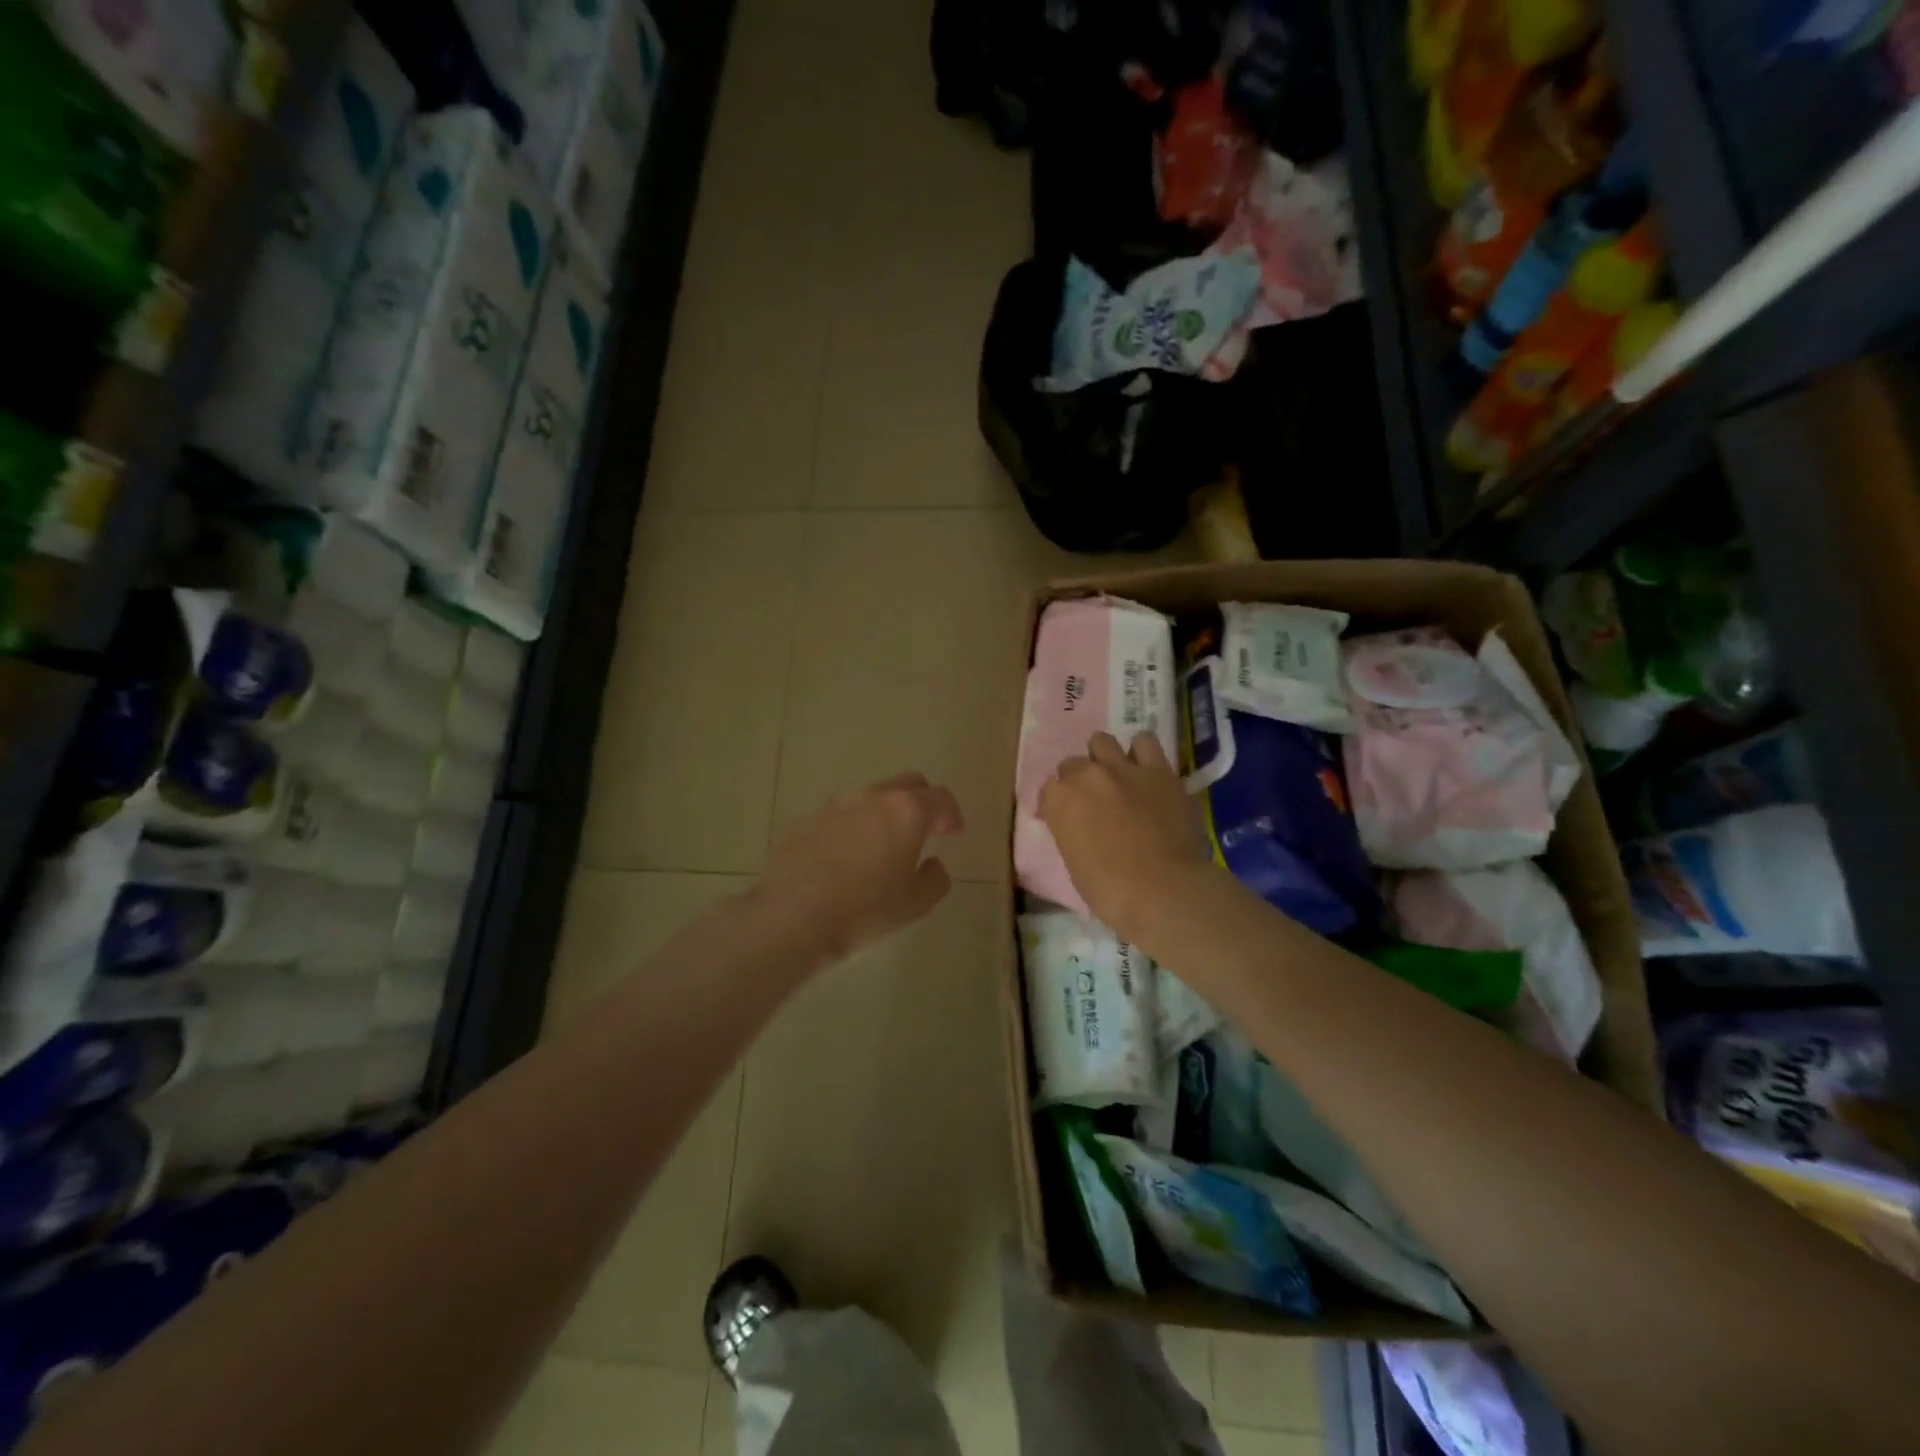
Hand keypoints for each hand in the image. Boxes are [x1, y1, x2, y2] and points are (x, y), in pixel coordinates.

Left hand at [755, 772, 964, 965]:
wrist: (791, 916)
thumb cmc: (863, 910)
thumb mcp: (914, 904)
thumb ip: (934, 879)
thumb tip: (933, 864)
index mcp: (906, 811)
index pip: (940, 798)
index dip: (951, 814)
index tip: (952, 833)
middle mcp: (872, 798)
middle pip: (907, 784)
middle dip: (921, 802)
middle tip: (923, 831)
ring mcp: (835, 806)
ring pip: (871, 797)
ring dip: (884, 814)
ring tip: (882, 846)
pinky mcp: (807, 821)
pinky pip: (841, 816)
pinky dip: (853, 828)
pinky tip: (847, 859)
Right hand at [1040, 731, 1214, 945]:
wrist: (1163, 889)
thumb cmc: (1110, 890)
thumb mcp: (1074, 864)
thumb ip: (1072, 832)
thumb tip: (1081, 827)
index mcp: (1060, 800)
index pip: (1049, 790)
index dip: (1058, 805)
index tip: (1067, 819)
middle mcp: (1087, 775)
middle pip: (1073, 764)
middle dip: (1079, 780)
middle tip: (1093, 801)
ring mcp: (1123, 768)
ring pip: (1102, 741)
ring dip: (1104, 757)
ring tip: (1116, 777)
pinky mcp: (1159, 769)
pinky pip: (1145, 742)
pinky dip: (1142, 752)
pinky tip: (1145, 769)